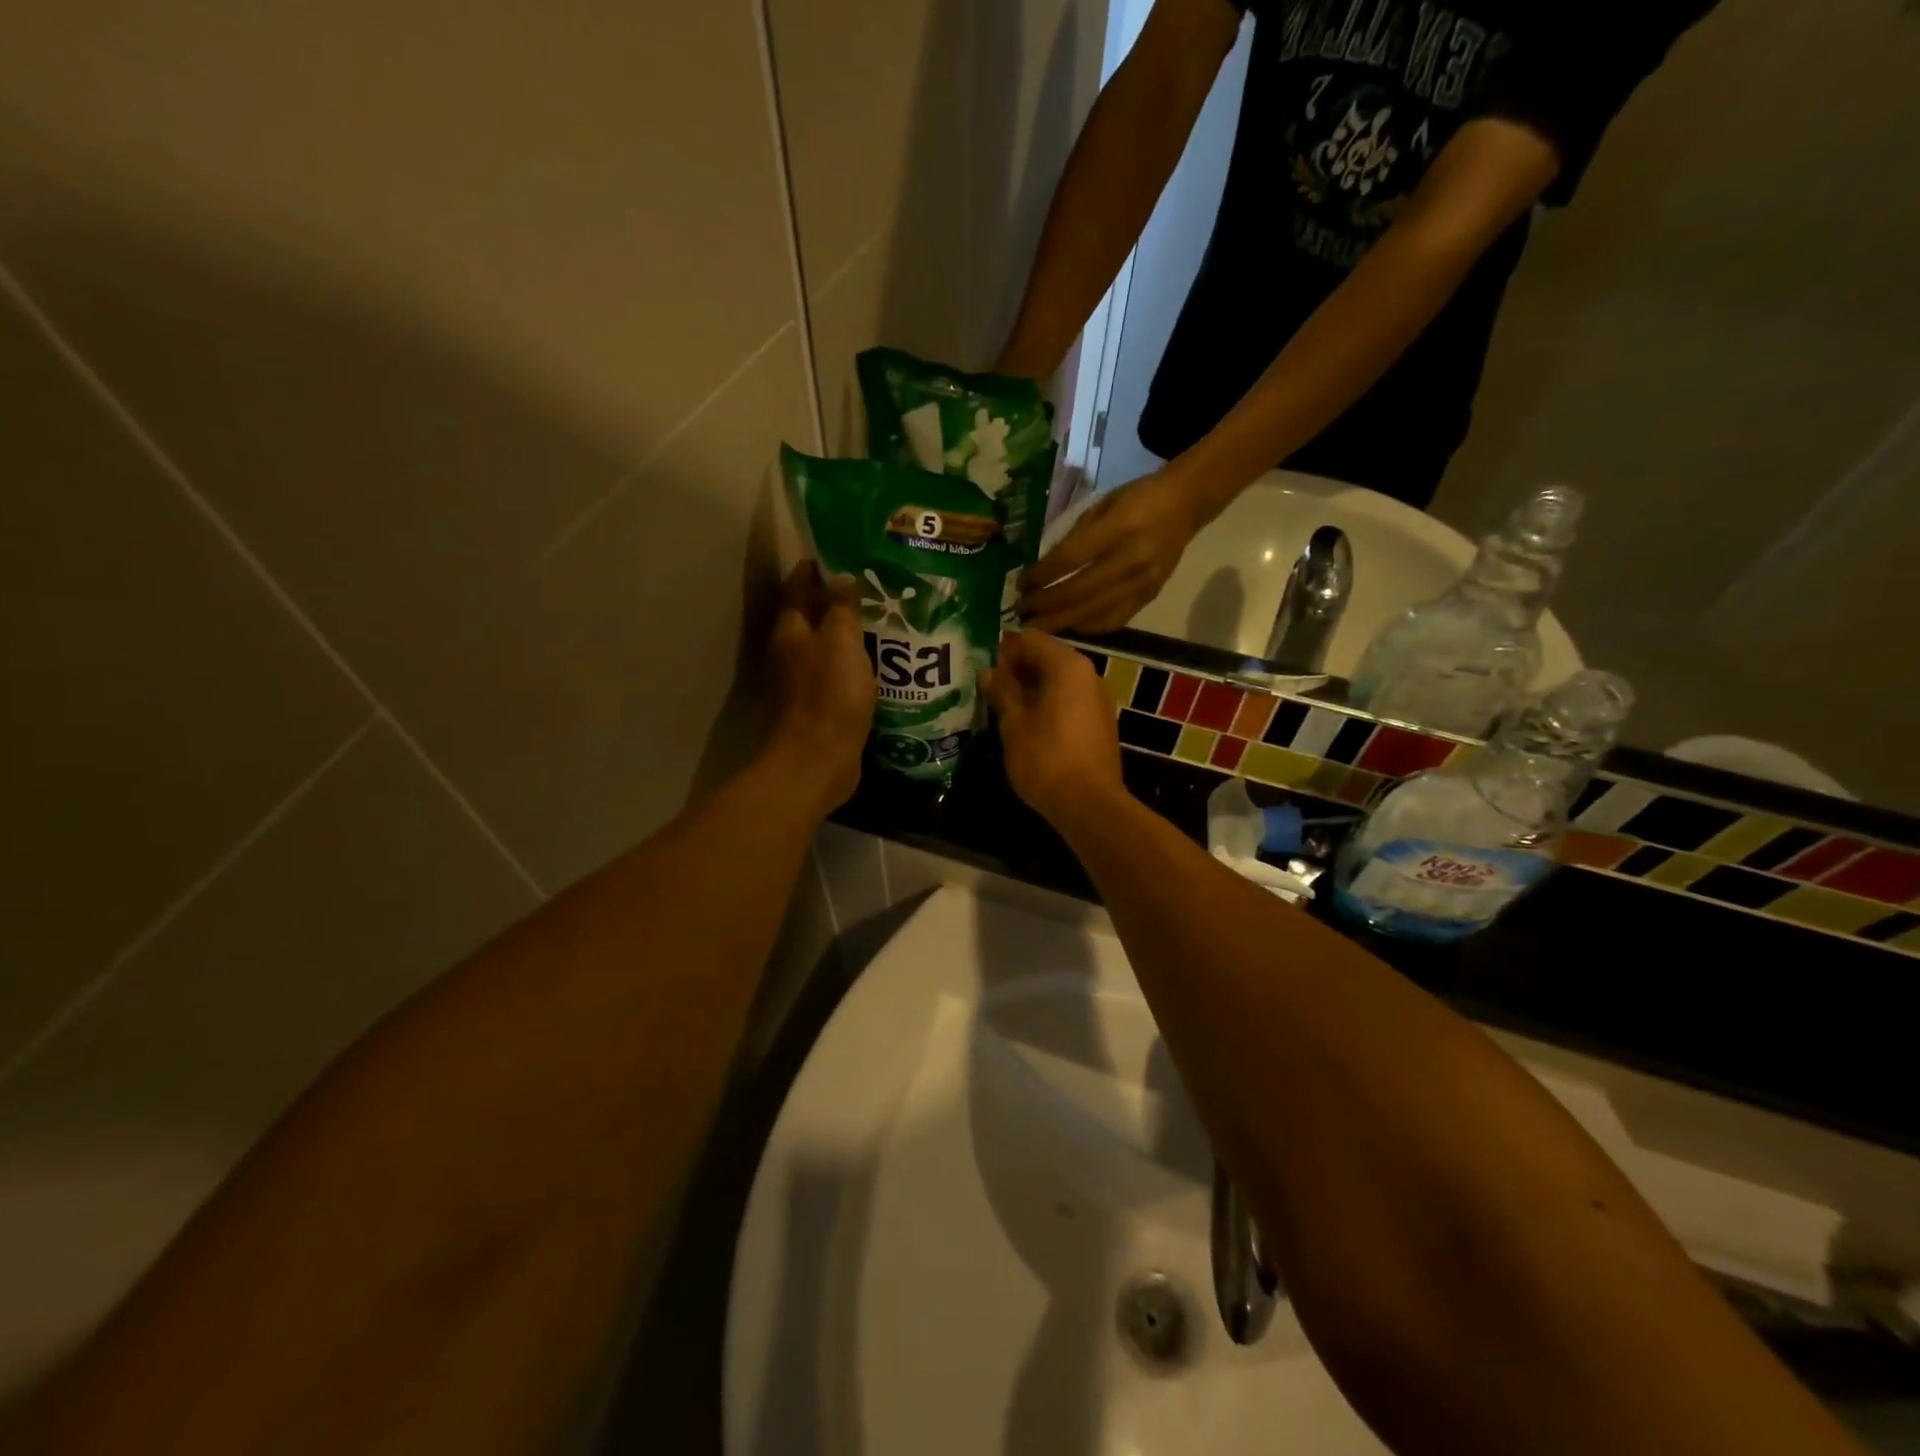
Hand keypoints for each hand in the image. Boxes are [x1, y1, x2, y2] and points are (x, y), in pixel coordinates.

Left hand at [764, 562, 874, 811]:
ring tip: (886, 622)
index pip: (798, 587)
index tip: (842, 554)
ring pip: (828, 649)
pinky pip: (840, 676)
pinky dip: (856, 666)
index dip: (816, 569)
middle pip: (812, 618)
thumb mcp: (840, 642)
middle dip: (838, 602)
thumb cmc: (829, 695)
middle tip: (875, 587)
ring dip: (850, 636)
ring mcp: (804, 683)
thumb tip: (842, 578)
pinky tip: (883, 666)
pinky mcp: (821, 708)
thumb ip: (842, 608)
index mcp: (790, 632)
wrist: (819, 761)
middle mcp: (791, 654)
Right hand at [980, 631, 1124, 824]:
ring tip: (1002, 707)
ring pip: (1058, 681)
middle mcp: (1088, 674)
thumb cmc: (1046, 758)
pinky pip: (1069, 701)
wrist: (1089, 804)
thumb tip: (988, 672)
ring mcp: (1097, 699)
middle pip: (1047, 658)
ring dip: (1031, 689)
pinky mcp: (1099, 723)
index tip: (982, 668)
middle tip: (988, 688)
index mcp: (1067, 666)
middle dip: (1017, 669)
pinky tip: (1026, 724)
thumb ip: (1002, 692)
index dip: (1004, 650)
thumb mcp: (1014, 724)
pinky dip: (1047, 705)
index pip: (1030, 639)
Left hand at [1017, 469, 1202, 632]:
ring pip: (1095, 612)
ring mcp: (1143, 582)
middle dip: (1045, 606)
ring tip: (1036, 628)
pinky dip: (1087, 627)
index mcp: (1119, 527)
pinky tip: (1068, 627)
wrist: (1185, 505)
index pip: (1070, 559)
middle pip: (1079, 592)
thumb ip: (1075, 537)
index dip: (1041, 576)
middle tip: (1020, 614)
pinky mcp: (1150, 597)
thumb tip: (1043, 570)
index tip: (1020, 586)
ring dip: (1061, 623)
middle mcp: (1132, 559)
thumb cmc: (1137, 499)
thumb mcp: (1102, 505)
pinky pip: (1114, 620)